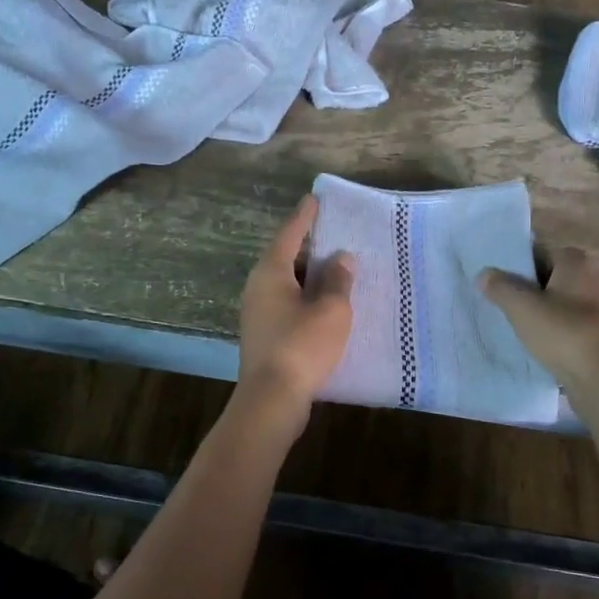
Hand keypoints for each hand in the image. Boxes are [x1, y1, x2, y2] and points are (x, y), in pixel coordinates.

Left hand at [237, 196, 353, 408]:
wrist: (271, 399)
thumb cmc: (302, 345)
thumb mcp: (330, 309)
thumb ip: (337, 280)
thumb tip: (340, 258)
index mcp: (270, 272)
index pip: (289, 234)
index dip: (305, 216)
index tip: (314, 199)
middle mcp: (258, 287)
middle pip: (285, 257)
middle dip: (309, 247)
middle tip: (335, 235)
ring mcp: (257, 312)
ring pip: (287, 283)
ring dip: (310, 276)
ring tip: (336, 270)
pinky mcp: (264, 334)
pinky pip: (287, 304)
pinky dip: (306, 298)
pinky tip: (326, 305)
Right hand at [479, 248, 598, 402]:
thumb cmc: (564, 333)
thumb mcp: (521, 308)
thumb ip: (500, 287)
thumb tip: (484, 274)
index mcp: (576, 261)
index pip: (539, 251)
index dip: (516, 264)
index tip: (496, 280)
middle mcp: (594, 277)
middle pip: (551, 277)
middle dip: (529, 288)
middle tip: (501, 303)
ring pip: (561, 302)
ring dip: (542, 312)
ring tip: (515, 325)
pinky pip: (572, 325)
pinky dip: (556, 331)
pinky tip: (538, 345)